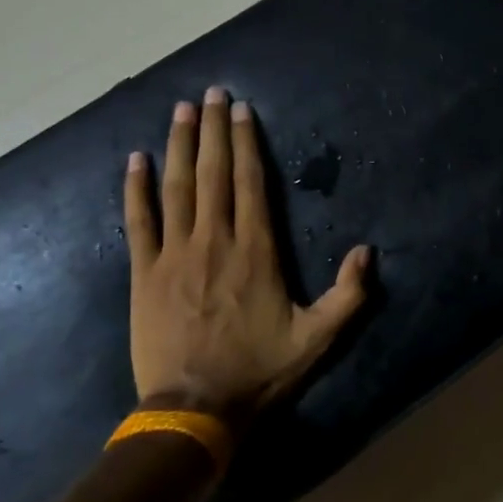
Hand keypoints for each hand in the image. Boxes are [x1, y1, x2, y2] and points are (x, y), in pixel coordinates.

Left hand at [123, 89, 370, 421]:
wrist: (195, 408)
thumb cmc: (258, 370)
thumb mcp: (317, 338)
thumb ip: (348, 295)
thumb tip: (367, 251)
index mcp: (255, 250)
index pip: (250, 183)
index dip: (245, 143)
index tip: (242, 111)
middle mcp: (214, 240)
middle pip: (212, 173)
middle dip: (212, 129)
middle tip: (212, 93)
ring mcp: (174, 254)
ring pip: (176, 188)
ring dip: (178, 145)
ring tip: (180, 110)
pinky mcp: (144, 273)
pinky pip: (138, 222)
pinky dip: (136, 189)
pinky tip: (135, 160)